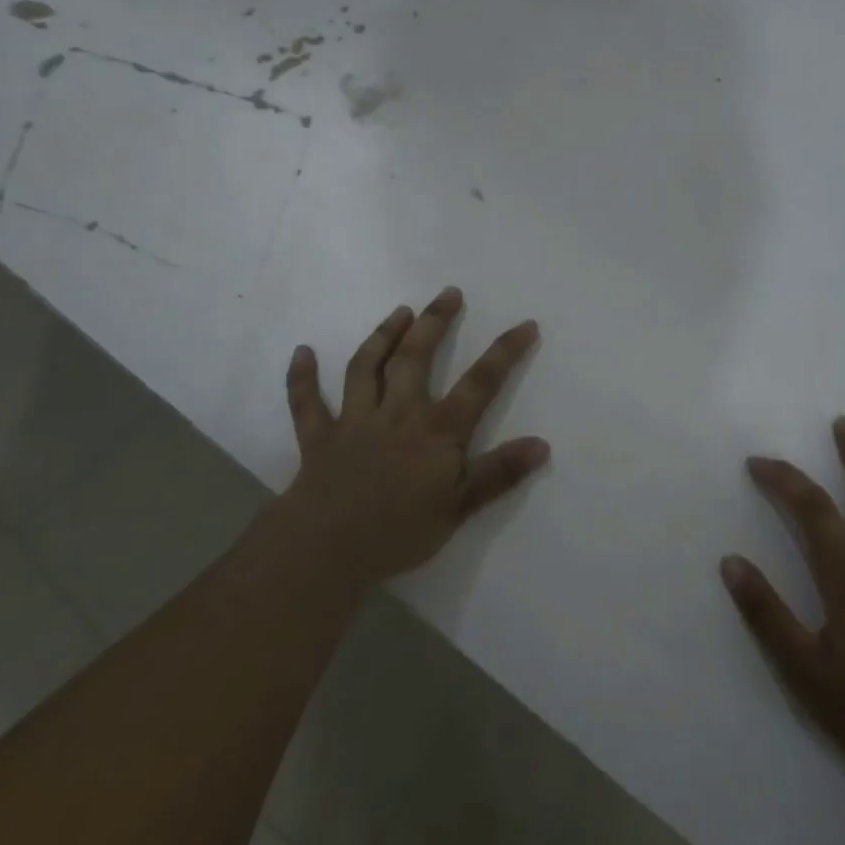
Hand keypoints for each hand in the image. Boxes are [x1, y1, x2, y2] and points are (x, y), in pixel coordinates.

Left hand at [278, 287, 549, 590]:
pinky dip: (302, 378)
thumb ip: (499, 473)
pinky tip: (303, 353)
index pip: (480, 383)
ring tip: (399, 311)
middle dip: (434, 322)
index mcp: (436, 430)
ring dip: (382, 336)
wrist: (326, 550)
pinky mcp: (319, 437)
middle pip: (416, 358)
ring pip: (366, 368)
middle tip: (448, 293)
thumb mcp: (460, 508)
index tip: (525, 324)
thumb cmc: (399, 532)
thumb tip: (542, 444)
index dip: (505, 352)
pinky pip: (307, 402)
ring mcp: (355, 421)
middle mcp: (397, 413)